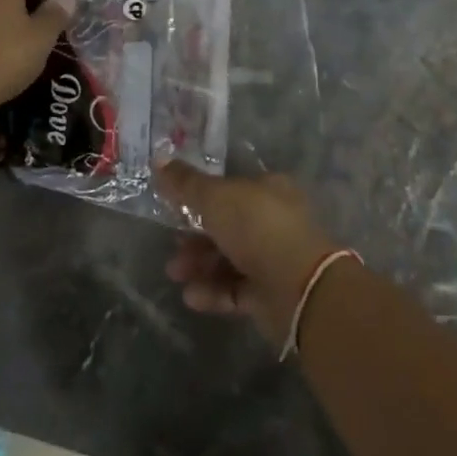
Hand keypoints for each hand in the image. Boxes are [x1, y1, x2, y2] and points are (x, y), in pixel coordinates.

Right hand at [154, 162, 342, 349]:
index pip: (231, 188)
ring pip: (229, 258)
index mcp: (268, 189)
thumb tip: (159, 159)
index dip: (202, 196)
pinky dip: (212, 291)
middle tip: (172, 245)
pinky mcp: (270, 294)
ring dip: (199, 264)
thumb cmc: (256, 227)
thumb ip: (186, 183)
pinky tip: (191, 296)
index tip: (175, 206)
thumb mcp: (215, 197)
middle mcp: (273, 220)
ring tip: (175, 273)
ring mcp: (274, 258)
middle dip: (195, 236)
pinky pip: (235, 289)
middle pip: (228, 226)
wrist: (297, 286)